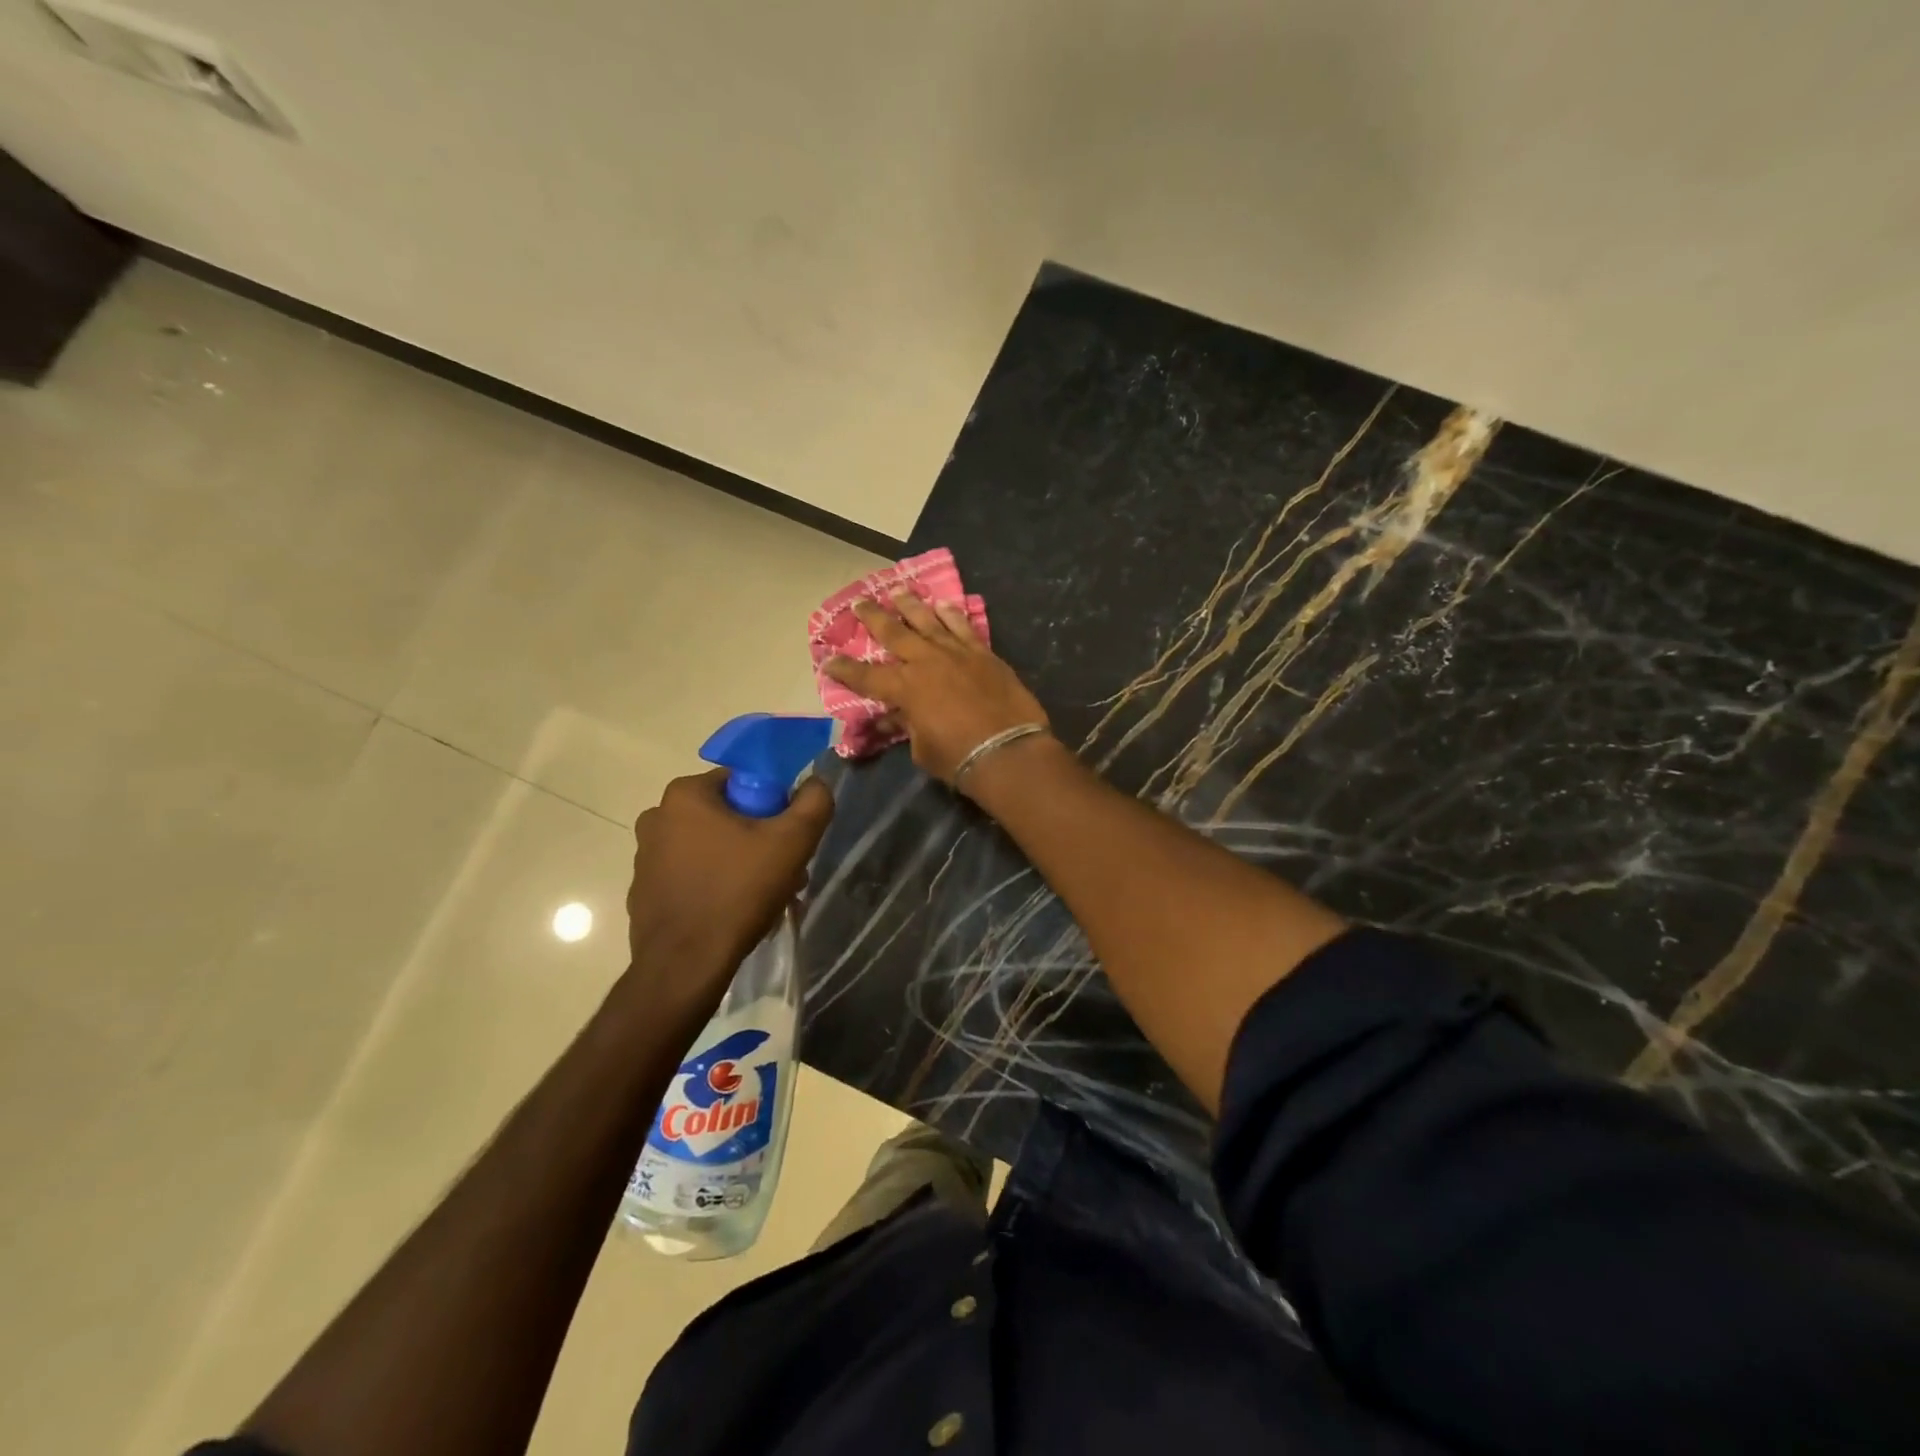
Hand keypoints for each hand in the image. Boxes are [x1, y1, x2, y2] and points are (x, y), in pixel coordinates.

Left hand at [625, 770, 833, 996]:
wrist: (685, 966)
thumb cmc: (738, 892)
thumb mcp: (793, 841)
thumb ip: (814, 802)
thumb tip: (815, 783)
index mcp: (685, 795)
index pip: (743, 782)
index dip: (773, 806)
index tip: (788, 837)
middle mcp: (657, 818)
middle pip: (727, 816)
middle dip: (760, 840)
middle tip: (784, 871)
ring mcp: (645, 858)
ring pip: (710, 848)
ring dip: (740, 864)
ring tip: (765, 898)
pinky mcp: (644, 892)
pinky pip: (691, 877)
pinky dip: (715, 886)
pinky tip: (735, 914)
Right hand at [823, 590, 1051, 787]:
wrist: (1009, 750)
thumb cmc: (959, 758)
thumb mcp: (922, 748)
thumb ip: (906, 727)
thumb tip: (892, 718)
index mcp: (905, 688)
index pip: (866, 676)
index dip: (844, 669)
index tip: (827, 660)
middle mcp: (926, 662)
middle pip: (894, 633)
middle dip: (874, 617)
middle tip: (860, 602)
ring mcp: (957, 653)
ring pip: (928, 621)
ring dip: (910, 605)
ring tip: (898, 590)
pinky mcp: (983, 654)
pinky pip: (963, 627)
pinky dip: (952, 615)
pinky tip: (944, 604)